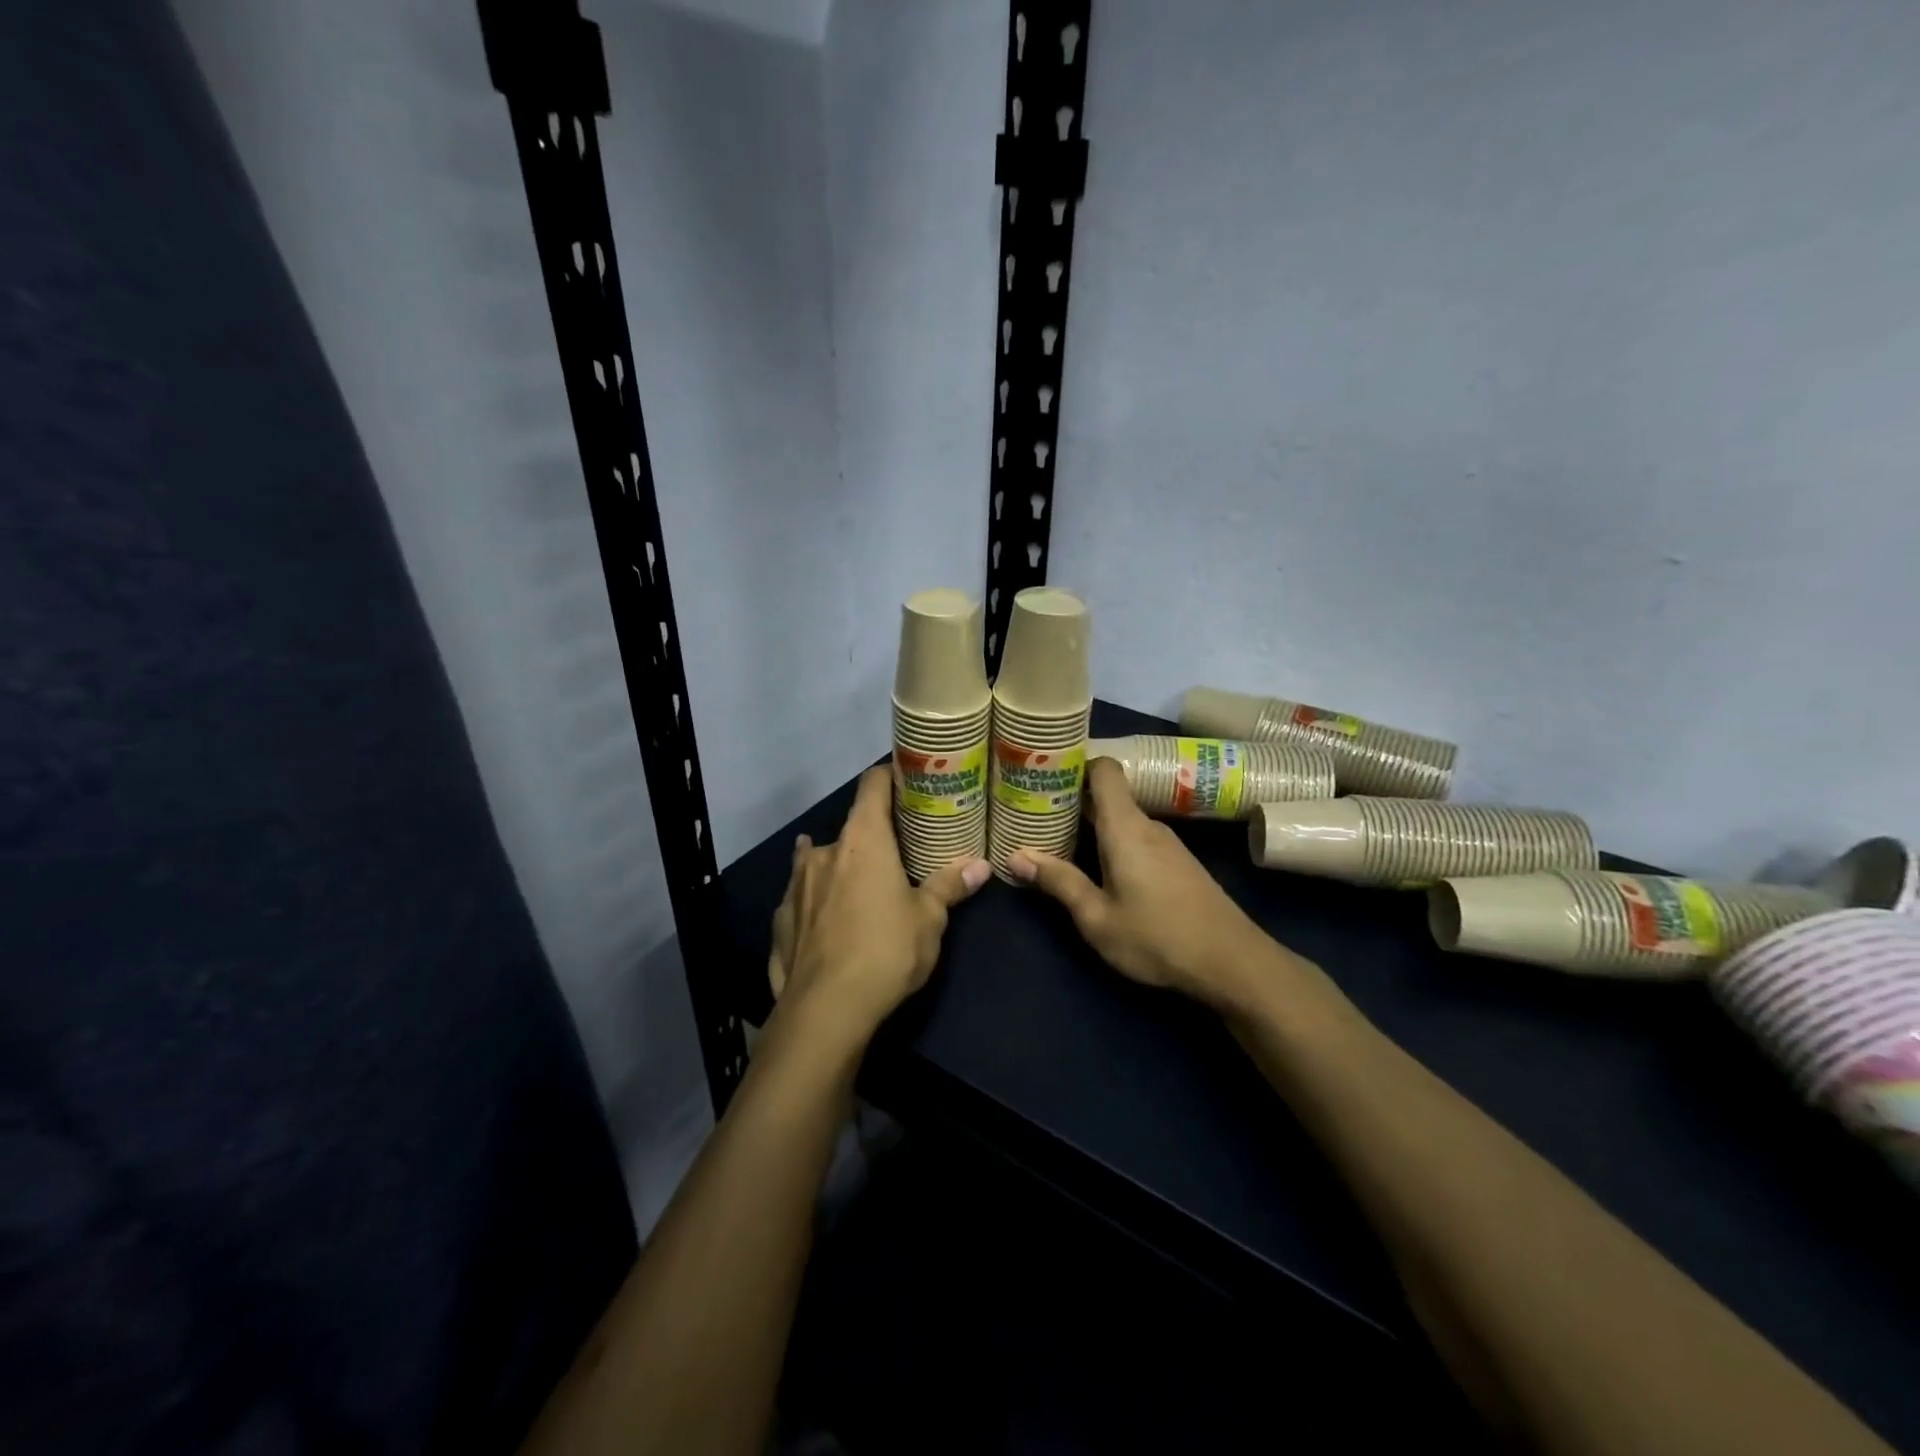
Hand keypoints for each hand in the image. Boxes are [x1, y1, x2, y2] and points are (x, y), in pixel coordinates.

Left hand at [767, 766, 990, 1043]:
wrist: (825, 1010)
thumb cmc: (886, 950)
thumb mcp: (928, 919)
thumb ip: (949, 886)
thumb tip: (981, 865)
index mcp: (863, 841)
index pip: (872, 786)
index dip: (887, 776)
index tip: (904, 778)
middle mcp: (824, 852)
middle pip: (849, 829)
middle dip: (870, 839)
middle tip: (894, 855)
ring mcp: (795, 886)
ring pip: (818, 862)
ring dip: (837, 868)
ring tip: (856, 887)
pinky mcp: (779, 920)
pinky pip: (802, 899)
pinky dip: (816, 902)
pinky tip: (826, 924)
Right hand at [1008, 757, 1295, 1011]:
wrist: (1233, 963)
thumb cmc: (1157, 938)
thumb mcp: (1097, 918)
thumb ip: (1059, 882)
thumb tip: (1016, 856)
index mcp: (1125, 828)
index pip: (1104, 770)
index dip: (1075, 763)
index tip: (1043, 773)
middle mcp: (1148, 825)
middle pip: (1108, 795)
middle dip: (1072, 799)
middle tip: (1034, 811)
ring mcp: (1168, 844)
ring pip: (1122, 819)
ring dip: (1092, 824)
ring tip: (1057, 838)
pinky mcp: (1179, 863)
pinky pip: (1137, 838)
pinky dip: (1113, 841)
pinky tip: (1098, 866)